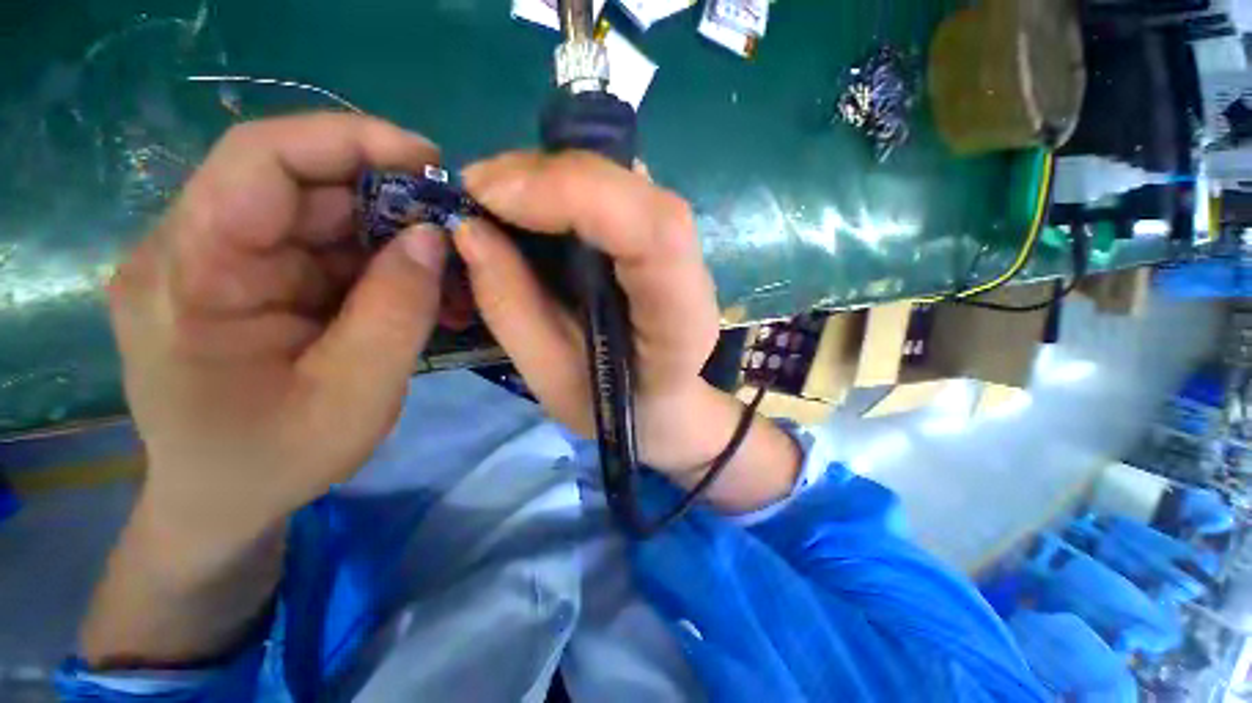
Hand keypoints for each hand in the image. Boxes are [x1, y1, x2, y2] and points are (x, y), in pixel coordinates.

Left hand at [109, 114, 445, 554]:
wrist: (222, 502)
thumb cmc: (274, 461)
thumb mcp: (354, 395)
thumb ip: (397, 311)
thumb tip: (434, 237)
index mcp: (189, 276)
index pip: (259, 159)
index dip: (349, 140)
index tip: (429, 159)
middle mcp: (191, 252)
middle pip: (299, 188)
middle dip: (389, 203)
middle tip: (456, 234)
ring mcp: (217, 265)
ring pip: (319, 219)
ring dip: (391, 240)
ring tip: (447, 275)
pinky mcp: (246, 282)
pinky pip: (322, 251)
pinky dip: (378, 264)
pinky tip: (415, 290)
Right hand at [456, 152, 799, 507]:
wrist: (664, 403)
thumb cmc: (614, 408)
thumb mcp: (554, 380)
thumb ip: (513, 310)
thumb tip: (469, 229)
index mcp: (679, 320)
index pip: (654, 231)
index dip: (575, 193)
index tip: (491, 195)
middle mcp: (692, 275)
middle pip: (635, 193)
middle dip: (548, 176)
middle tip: (478, 191)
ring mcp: (682, 251)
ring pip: (624, 181)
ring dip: (552, 177)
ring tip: (496, 199)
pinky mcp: (661, 240)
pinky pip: (615, 192)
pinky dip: (565, 187)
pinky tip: (532, 206)